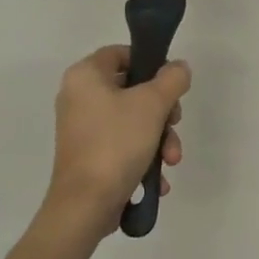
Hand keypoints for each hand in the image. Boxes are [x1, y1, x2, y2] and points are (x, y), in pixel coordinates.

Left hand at [39, 46, 188, 247]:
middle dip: (162, 111)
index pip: (121, 53)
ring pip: (133, 121)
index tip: (171, 83)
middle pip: (133, 90)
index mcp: (85, 76)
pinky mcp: (89, 156)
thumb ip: (172, 78)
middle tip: (175, 124)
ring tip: (171, 160)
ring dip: (160, 138)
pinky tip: (159, 178)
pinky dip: (144, 156)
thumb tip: (179, 68)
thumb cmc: (117, 143)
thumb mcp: (153, 103)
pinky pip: (123, 145)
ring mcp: (83, 129)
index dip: (150, 62)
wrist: (86, 205)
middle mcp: (79, 98)